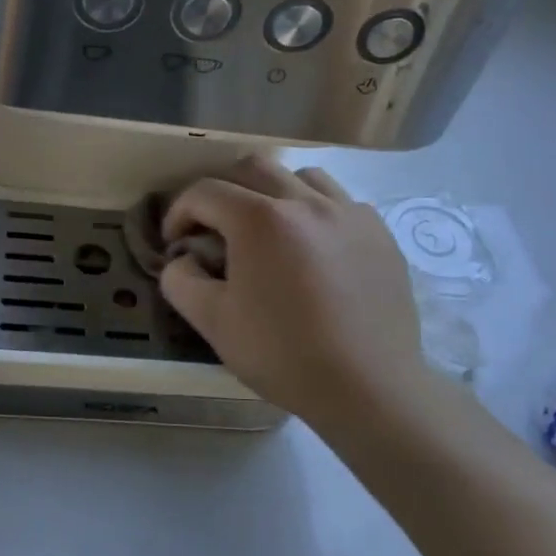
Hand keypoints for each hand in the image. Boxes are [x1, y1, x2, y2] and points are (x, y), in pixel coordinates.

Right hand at [159, 160, 427, 437]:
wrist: (369, 388)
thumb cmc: (284, 355)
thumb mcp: (214, 323)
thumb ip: (181, 280)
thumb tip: (183, 258)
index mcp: (261, 219)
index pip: (205, 192)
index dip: (179, 212)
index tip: (175, 242)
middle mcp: (306, 201)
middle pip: (253, 166)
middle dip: (223, 188)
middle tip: (214, 225)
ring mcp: (349, 213)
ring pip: (302, 176)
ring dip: (273, 192)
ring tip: (269, 230)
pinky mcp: (379, 233)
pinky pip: (341, 202)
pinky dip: (316, 212)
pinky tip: (315, 249)